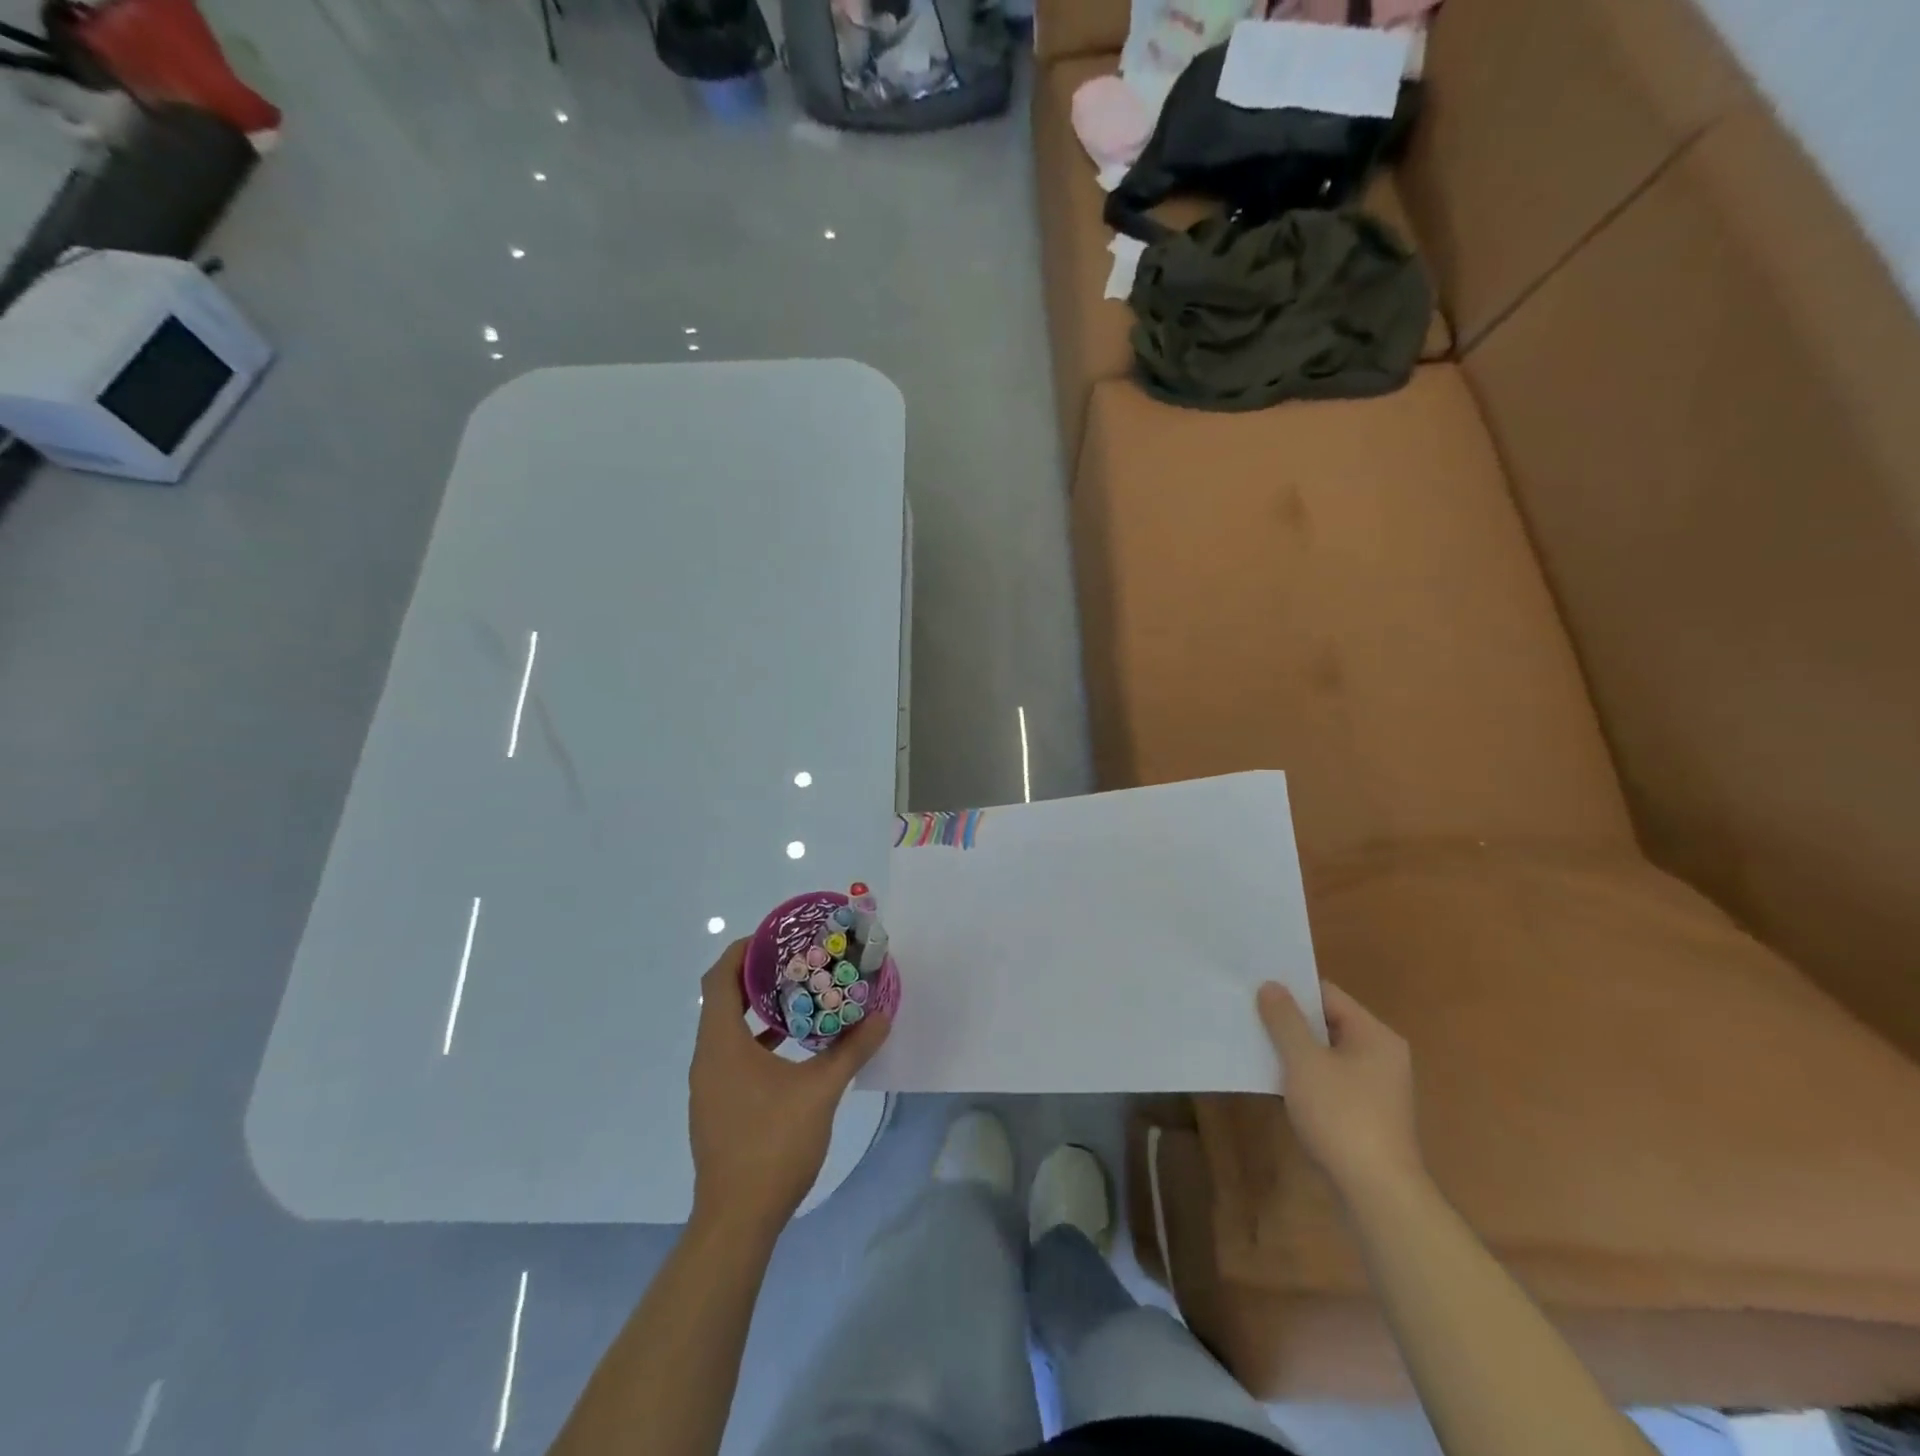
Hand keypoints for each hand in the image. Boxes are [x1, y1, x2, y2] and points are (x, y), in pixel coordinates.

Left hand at [688, 941, 889, 1239]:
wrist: (737, 1221)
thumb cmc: (772, 1145)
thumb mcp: (821, 1091)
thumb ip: (852, 1049)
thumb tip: (881, 1015)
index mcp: (721, 1044)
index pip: (719, 978)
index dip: (743, 950)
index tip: (776, 936)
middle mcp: (707, 1058)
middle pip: (723, 999)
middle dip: (758, 975)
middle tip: (798, 960)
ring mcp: (709, 1085)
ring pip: (728, 1029)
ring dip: (759, 1008)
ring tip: (801, 995)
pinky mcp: (718, 1106)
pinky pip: (733, 1055)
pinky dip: (758, 1039)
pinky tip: (794, 1046)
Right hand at [1257, 981, 1423, 1204]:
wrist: (1377, 1193)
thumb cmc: (1342, 1116)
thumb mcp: (1304, 1062)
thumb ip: (1285, 1020)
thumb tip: (1271, 985)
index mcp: (1374, 1035)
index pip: (1327, 995)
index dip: (1291, 990)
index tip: (1255, 989)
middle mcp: (1381, 1055)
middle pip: (1327, 1023)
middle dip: (1289, 1021)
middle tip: (1248, 1014)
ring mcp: (1376, 1087)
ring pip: (1325, 1054)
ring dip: (1293, 1050)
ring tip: (1254, 1044)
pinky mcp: (1366, 1114)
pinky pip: (1329, 1080)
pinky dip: (1304, 1076)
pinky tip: (1275, 1082)